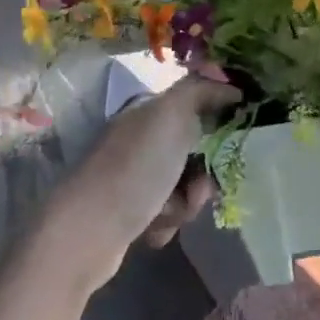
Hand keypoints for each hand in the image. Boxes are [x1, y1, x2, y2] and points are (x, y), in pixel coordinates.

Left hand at [49, 71, 239, 290]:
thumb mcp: (172, 114)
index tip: (228, 144)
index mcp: (146, 113)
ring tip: (168, 214)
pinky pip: (167, 213)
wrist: (87, 232)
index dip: (217, 125)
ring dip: (187, 203)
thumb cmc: (135, 168)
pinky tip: (153, 230)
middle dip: (203, 174)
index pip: (196, 107)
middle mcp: (137, 141)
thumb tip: (232, 87)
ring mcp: (131, 177)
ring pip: (184, 186)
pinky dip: (167, 223)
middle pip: (194, 151)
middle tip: (196, 188)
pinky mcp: (127, 212)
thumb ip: (202, 91)